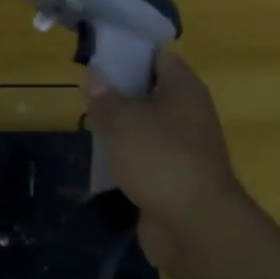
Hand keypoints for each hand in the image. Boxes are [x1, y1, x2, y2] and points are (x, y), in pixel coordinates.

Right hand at [84, 50, 254, 278]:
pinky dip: (125, 156)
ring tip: (86, 120)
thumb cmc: (161, 159)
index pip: (157, 56)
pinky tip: (100, 157)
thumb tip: (94, 74)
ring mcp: (181, 147)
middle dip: (118, 90)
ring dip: (119, 126)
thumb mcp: (124, 121)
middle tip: (84, 89)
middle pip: (149, 91)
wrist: (195, 226)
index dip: (128, 51)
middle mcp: (187, 113)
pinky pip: (144, 156)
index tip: (97, 54)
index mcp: (184, 89)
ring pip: (144, 125)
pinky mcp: (172, 176)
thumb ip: (106, 98)